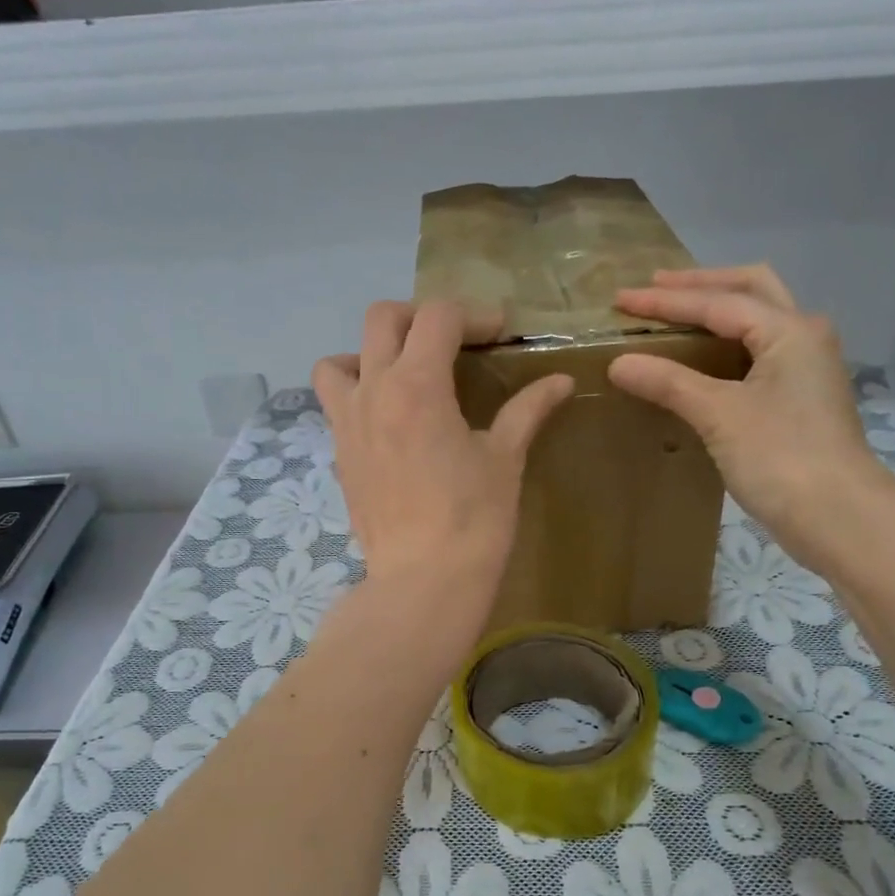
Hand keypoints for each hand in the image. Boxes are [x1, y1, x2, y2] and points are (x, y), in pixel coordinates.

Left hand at [313, 301, 572, 609]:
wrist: (423, 580)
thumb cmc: (473, 519)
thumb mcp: (505, 459)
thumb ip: (527, 410)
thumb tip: (560, 381)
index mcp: (418, 385)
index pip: (438, 316)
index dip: (474, 315)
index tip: (500, 334)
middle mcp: (373, 391)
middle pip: (383, 318)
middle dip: (421, 317)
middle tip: (455, 342)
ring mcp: (346, 423)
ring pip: (339, 359)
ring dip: (371, 352)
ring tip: (404, 375)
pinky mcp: (338, 454)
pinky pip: (334, 403)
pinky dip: (356, 394)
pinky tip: (388, 420)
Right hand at [608, 265, 894, 567]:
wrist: (838, 517)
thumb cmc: (781, 458)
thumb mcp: (719, 415)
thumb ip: (669, 382)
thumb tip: (618, 362)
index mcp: (789, 330)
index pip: (718, 302)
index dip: (666, 301)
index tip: (621, 299)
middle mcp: (804, 337)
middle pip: (750, 290)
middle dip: (701, 285)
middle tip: (655, 288)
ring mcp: (806, 368)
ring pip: (758, 320)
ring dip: (718, 310)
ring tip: (676, 313)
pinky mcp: (800, 399)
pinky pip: (758, 353)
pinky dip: (726, 345)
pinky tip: (701, 360)